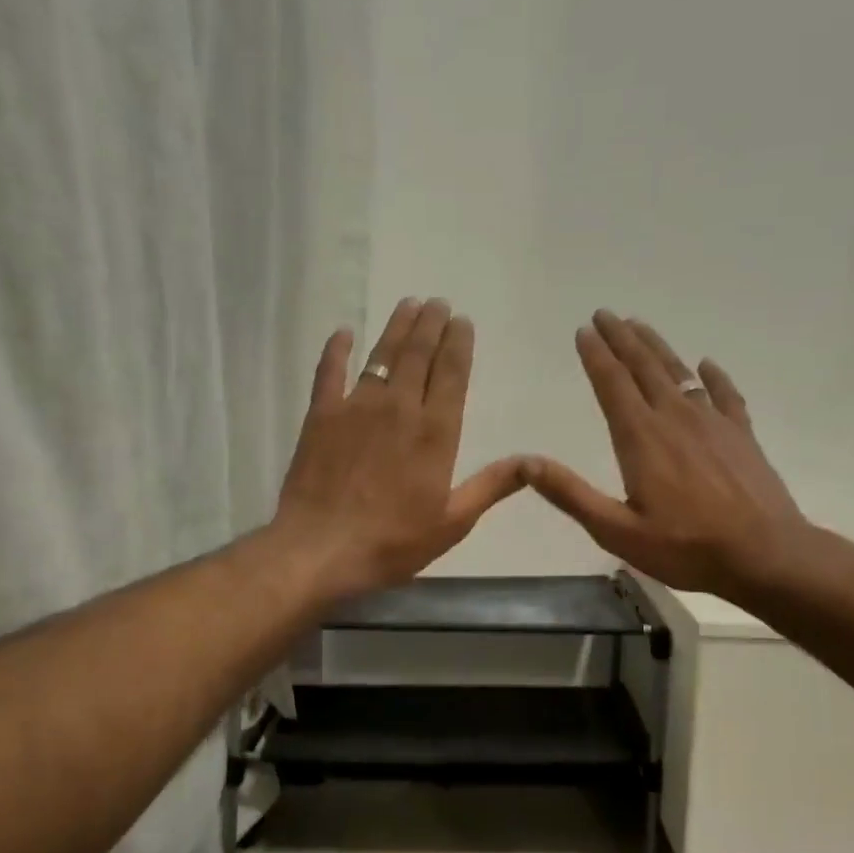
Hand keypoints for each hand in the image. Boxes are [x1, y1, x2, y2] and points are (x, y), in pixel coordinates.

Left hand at [273, 298, 526, 601]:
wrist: (320, 549)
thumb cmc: (392, 541)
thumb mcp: (453, 522)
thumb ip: (492, 486)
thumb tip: (533, 461)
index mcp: (436, 432)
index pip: (452, 374)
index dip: (458, 344)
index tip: (462, 321)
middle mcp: (399, 407)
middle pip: (418, 354)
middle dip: (431, 325)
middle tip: (438, 302)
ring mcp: (357, 407)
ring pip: (382, 355)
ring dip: (397, 327)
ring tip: (408, 304)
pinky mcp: (321, 415)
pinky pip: (330, 371)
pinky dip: (336, 350)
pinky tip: (343, 333)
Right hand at [526, 311, 813, 602]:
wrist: (766, 555)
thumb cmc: (685, 547)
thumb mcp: (616, 531)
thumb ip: (571, 494)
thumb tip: (526, 463)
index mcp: (641, 437)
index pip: (612, 383)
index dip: (596, 355)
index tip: (584, 330)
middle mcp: (675, 418)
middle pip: (644, 366)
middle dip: (621, 338)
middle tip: (605, 314)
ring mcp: (713, 423)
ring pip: (679, 372)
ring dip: (657, 347)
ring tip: (640, 326)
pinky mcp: (742, 435)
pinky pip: (725, 394)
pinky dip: (713, 376)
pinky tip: (706, 364)